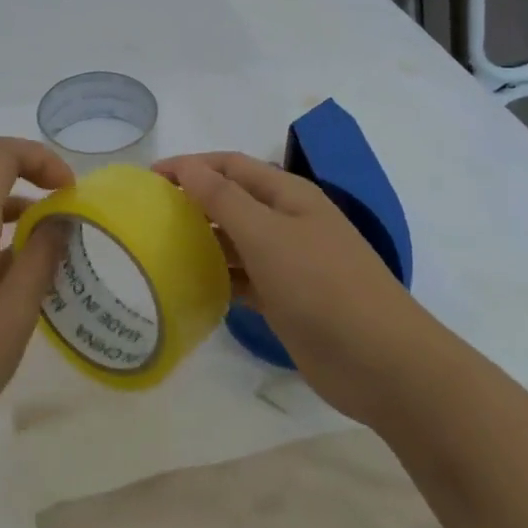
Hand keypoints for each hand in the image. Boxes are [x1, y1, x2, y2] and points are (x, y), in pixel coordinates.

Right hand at [156, 152, 434, 423]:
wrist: (381, 361)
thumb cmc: (322, 285)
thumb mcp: (267, 234)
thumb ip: (223, 198)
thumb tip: (186, 167)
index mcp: (288, 195)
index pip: (229, 166)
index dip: (189, 166)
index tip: (146, 179)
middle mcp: (287, 222)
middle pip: (231, 201)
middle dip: (191, 202)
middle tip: (146, 217)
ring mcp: (287, 263)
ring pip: (234, 242)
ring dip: (200, 241)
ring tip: (157, 250)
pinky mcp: (284, 300)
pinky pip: (241, 279)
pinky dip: (216, 278)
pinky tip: (188, 286)